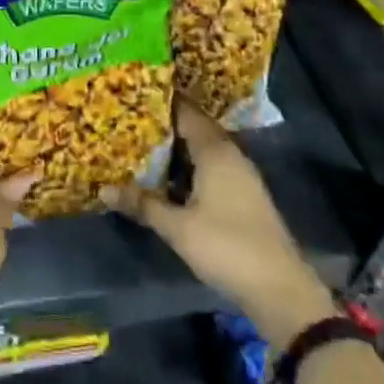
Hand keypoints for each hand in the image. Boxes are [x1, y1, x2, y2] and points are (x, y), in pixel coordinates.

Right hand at [107, 99, 336, 348]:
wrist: (279, 289)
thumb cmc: (226, 247)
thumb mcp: (177, 227)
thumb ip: (142, 204)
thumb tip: (103, 189)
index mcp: (215, 150)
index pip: (185, 112)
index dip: (160, 102)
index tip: (132, 95)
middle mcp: (230, 154)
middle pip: (193, 129)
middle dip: (163, 126)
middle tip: (129, 120)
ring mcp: (240, 176)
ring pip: (202, 150)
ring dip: (175, 149)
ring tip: (140, 146)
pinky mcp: (243, 196)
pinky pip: (210, 168)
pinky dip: (188, 168)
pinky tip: (166, 179)